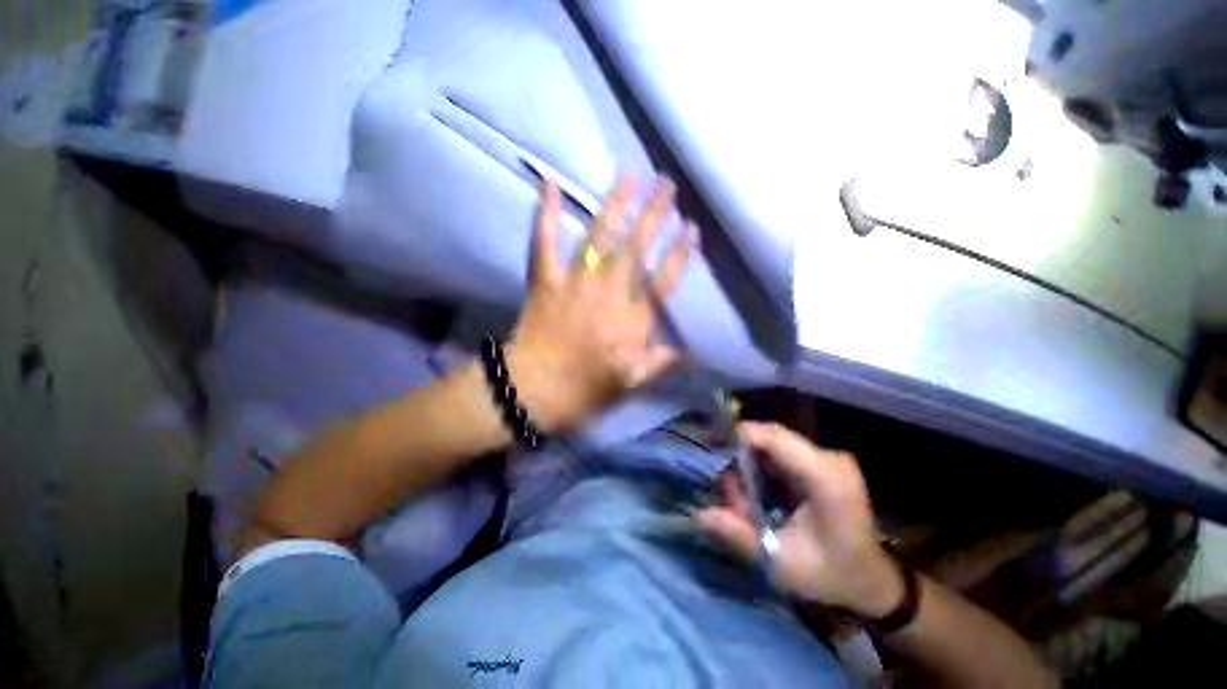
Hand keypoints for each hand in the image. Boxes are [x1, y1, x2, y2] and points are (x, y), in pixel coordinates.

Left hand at [506, 174, 694, 432]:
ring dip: (616, 205)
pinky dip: (548, 214)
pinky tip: (551, 184)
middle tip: (666, 184)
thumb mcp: (632, 384)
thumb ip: (662, 363)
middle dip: (653, 215)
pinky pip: (546, 242)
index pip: (663, 280)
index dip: (680, 253)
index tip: (692, 228)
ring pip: (599, 237)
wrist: (532, 392)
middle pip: (635, 248)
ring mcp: (575, 283)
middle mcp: (608, 293)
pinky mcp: (546, 280)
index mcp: (632, 320)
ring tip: (628, 175)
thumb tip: (691, 349)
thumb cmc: (584, 390)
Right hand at [694, 422, 904, 618]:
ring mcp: (830, 457)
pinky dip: (765, 468)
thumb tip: (699, 515)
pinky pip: (784, 452)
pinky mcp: (825, 461)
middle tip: (732, 496)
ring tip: (745, 502)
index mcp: (826, 478)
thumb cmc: (830, 573)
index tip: (713, 450)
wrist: (872, 580)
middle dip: (743, 460)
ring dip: (752, 465)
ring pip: (774, 444)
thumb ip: (739, 536)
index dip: (740, 437)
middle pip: (771, 439)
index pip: (775, 438)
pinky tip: (761, 495)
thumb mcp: (781, 562)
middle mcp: (829, 458)